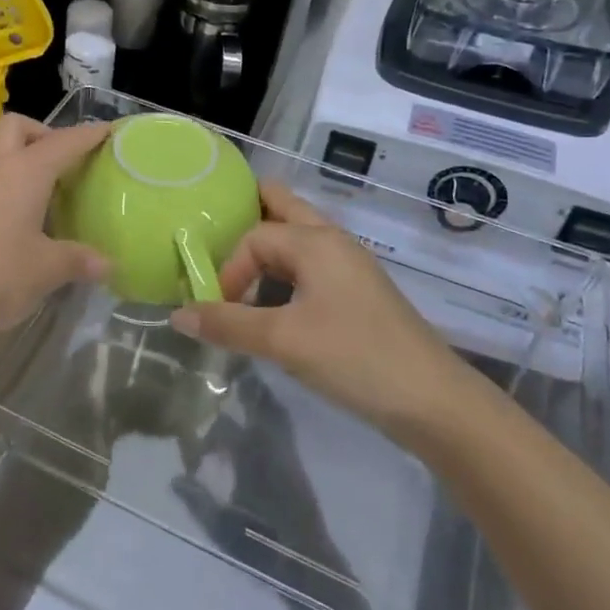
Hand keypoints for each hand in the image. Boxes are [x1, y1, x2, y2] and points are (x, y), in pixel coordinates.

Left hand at [0, 114, 110, 347]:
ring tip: (45, 194)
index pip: (65, 142)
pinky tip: (15, 222)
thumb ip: (77, 261)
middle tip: (67, 164)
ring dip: (21, 159)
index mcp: (24, 172)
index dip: (91, 134)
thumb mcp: (44, 271)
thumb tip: (106, 262)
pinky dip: (3, 186)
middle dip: (45, 134)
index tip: (111, 131)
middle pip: (18, 127)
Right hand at [171, 182, 469, 437]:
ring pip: (299, 238)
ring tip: (237, 274)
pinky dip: (286, 271)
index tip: (219, 308)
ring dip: (268, 248)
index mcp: (316, 241)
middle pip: (284, 209)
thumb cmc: (354, 358)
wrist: (432, 400)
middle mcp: (333, 242)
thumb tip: (177, 315)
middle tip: (214, 235)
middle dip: (248, 214)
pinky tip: (275, 302)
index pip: (255, 236)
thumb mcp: (283, 341)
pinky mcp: (358, 293)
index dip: (229, 268)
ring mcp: (350, 266)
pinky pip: (312, 265)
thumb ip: (228, 325)